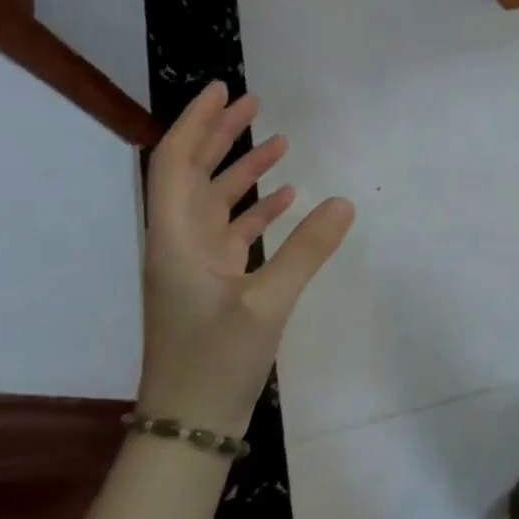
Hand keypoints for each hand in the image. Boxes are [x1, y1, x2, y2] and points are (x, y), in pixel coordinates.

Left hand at [139, 82, 353, 435]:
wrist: (189, 426)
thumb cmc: (214, 362)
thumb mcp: (266, 304)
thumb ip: (306, 250)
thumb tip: (344, 201)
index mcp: (175, 240)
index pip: (175, 164)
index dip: (196, 123)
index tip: (224, 92)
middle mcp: (179, 245)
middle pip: (194, 175)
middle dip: (221, 136)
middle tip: (256, 105)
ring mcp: (196, 266)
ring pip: (216, 203)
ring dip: (243, 171)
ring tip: (281, 143)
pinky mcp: (214, 285)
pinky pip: (234, 233)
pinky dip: (257, 211)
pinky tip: (287, 199)